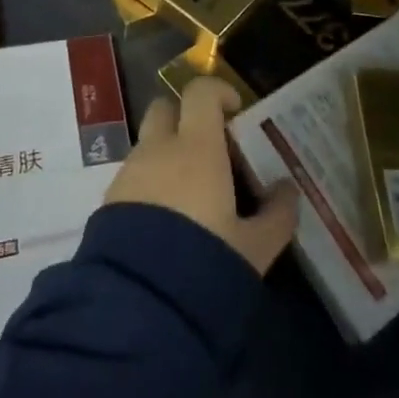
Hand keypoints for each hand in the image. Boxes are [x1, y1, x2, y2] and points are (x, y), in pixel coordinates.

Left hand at [106, 76, 299, 276]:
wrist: (140, 304)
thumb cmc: (207, 261)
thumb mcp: (255, 247)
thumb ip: (277, 214)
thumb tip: (288, 189)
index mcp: (196, 146)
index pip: (200, 92)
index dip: (218, 92)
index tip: (235, 111)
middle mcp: (158, 148)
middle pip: (166, 108)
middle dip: (185, 118)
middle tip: (210, 148)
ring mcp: (130, 172)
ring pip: (149, 144)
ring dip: (168, 154)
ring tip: (191, 196)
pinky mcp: (110, 199)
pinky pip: (135, 175)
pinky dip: (151, 183)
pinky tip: (167, 221)